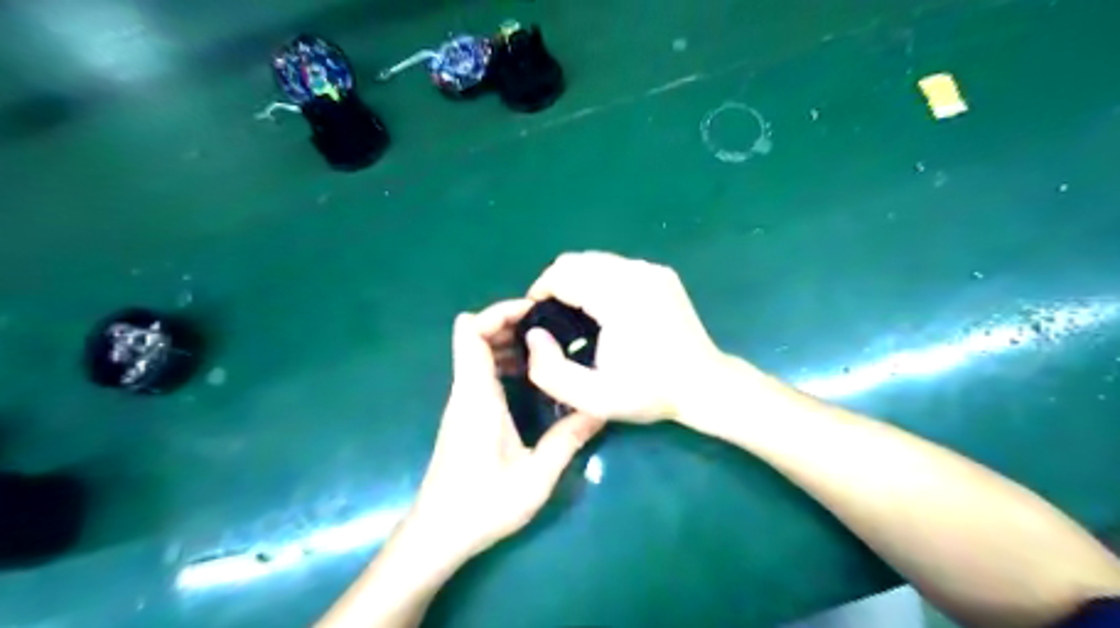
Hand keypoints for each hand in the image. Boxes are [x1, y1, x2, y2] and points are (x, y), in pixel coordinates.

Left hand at [408, 301, 603, 562]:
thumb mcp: (535, 478)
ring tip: (549, 346)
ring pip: (479, 351)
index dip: (499, 311)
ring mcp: (463, 401)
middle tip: (553, 328)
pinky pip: (482, 371)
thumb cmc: (482, 506)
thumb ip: (568, 440)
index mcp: (476, 395)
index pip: (471, 331)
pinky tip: (534, 376)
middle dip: (511, 322)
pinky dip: (506, 361)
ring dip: (510, 341)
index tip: (536, 311)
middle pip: (476, 334)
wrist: (438, 534)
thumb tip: (600, 410)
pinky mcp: (465, 413)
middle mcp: (466, 390)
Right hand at [525, 252, 737, 423]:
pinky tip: (603, 308)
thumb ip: (550, 371)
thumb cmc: (650, 392)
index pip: (562, 274)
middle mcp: (635, 272)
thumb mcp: (593, 397)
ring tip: (575, 313)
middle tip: (553, 318)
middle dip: (555, 284)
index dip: (539, 292)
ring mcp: (650, 269)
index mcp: (618, 297)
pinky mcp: (660, 273)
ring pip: (595, 260)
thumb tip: (534, 335)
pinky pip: (615, 265)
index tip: (535, 318)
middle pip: (576, 260)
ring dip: (576, 280)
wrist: (703, 384)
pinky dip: (598, 279)